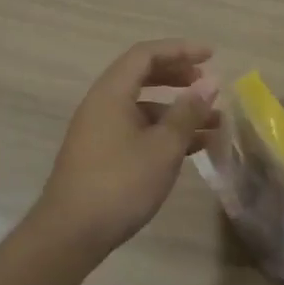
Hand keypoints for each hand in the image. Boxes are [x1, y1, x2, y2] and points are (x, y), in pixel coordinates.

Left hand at [32, 40, 217, 257]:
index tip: (211, 56)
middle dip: (178, 76)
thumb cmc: (120, 184)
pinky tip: (191, 148)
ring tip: (212, 123)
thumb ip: (187, 113)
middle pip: (142, 76)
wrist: (70, 234)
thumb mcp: (163, 147)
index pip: (146, 55)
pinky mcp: (101, 155)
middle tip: (207, 84)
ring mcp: (99, 131)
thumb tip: (209, 84)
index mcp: (111, 93)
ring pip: (143, 107)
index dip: (180, 50)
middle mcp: (102, 104)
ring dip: (176, 110)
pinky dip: (163, 131)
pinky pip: (137, 129)